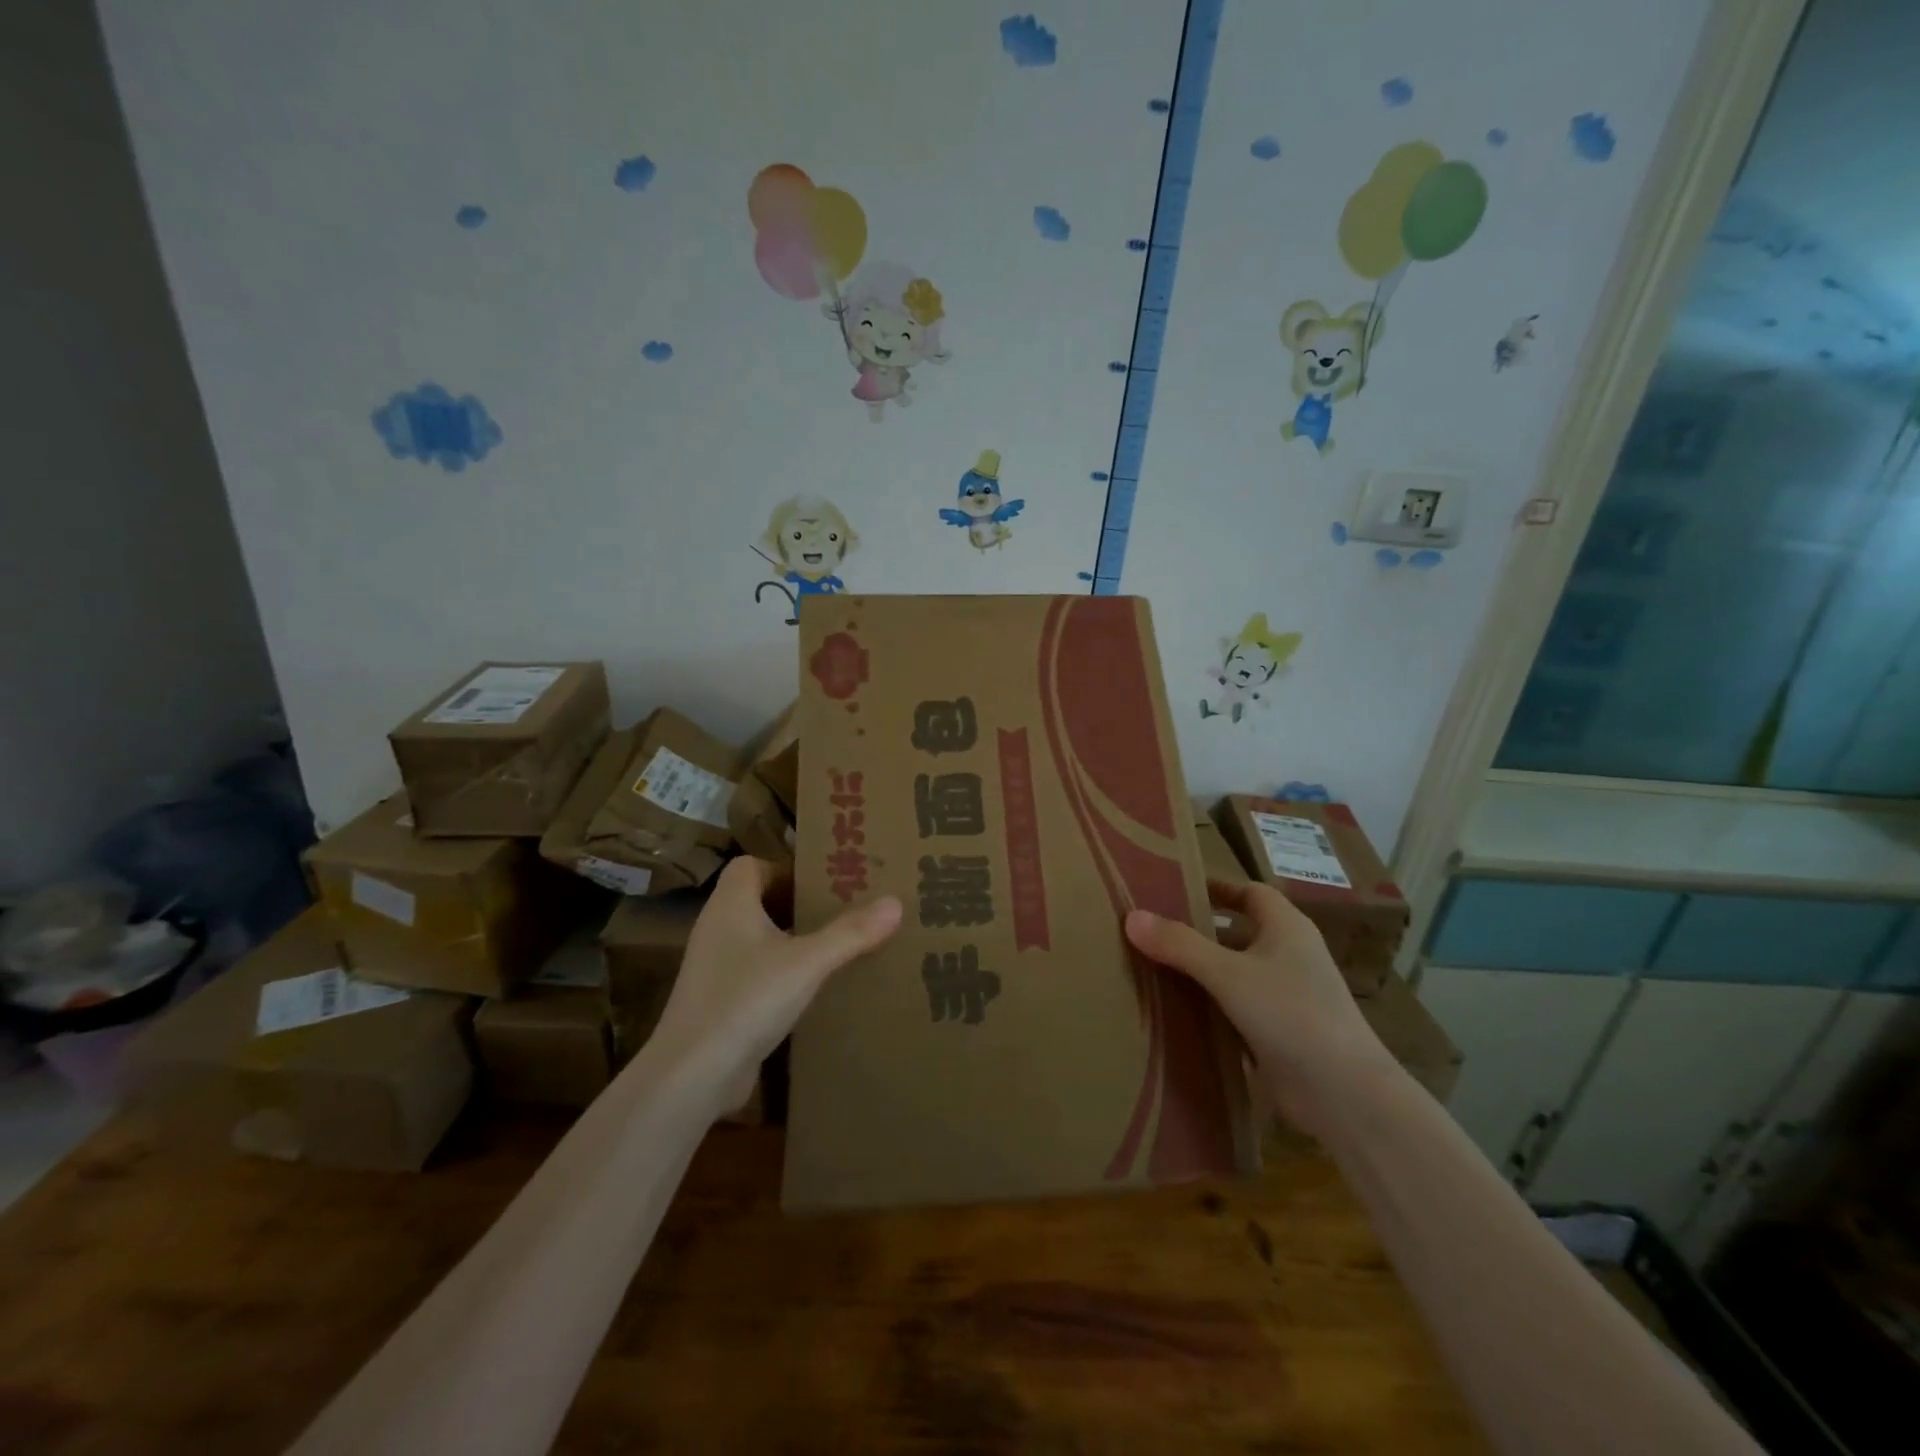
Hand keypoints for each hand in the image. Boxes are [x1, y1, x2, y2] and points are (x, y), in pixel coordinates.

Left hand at [650, 858, 902, 1112]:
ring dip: (791, 941)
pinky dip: (780, 975)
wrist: (692, 1076)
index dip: (784, 869)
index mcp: (731, 905)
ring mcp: (714, 969)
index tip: (822, 884)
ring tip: (834, 949)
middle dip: (797, 905)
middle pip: (757, 901)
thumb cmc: (746, 1000)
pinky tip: (811, 992)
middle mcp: (717, 929)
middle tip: (840, 912)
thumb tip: (896, 902)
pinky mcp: (718, 1003)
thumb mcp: (808, 963)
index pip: (750, 866)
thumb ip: (851, 933)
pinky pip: (754, 975)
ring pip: (757, 940)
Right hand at [1125, 882, 1396, 1134]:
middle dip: (1200, 930)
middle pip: (1239, 931)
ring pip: (1237, 971)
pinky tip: (1178, 1012)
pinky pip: (1239, 1007)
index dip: (1217, 887)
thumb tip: (1132, 917)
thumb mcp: (1228, 974)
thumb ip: (1180, 944)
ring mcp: (1289, 995)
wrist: (1346, 1094)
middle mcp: (1290, 954)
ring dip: (1203, 970)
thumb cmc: (1292, 1014)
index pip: (1250, 892)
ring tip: (1153, 967)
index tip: (1175, 887)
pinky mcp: (1282, 1032)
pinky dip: (1213, 1006)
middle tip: (1152, 929)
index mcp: (1286, 927)